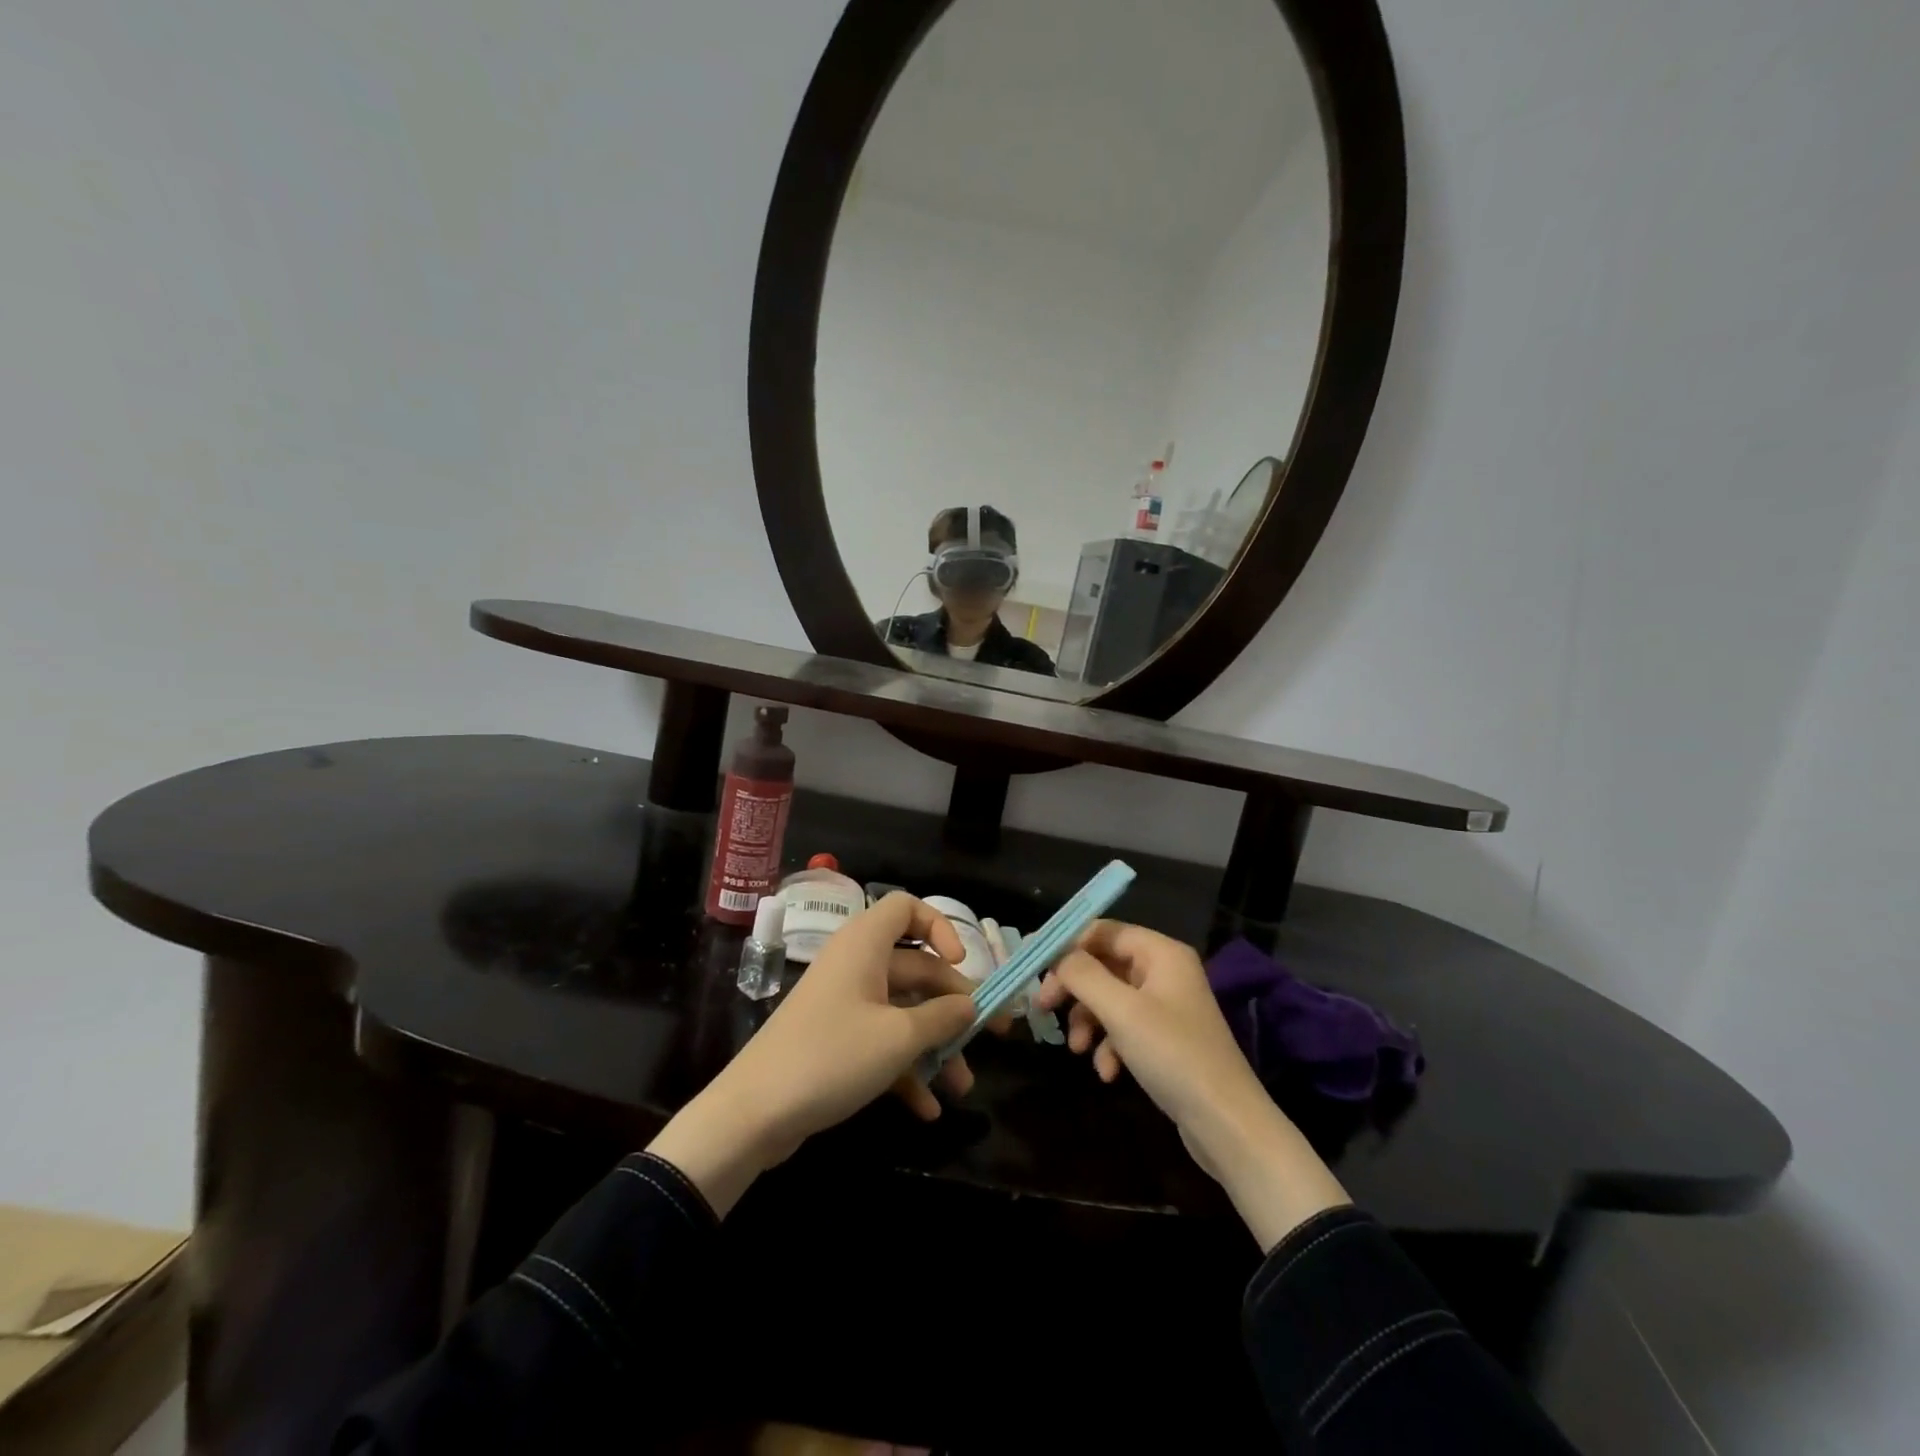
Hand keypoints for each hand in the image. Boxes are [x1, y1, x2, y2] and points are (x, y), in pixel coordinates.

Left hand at [648, 893, 979, 1214]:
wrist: (753, 1113)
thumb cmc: (831, 1057)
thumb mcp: (898, 1038)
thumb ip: (942, 1018)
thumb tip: (971, 1004)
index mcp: (866, 945)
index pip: (906, 908)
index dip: (940, 927)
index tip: (964, 963)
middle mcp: (856, 966)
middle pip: (916, 968)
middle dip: (954, 1005)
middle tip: (994, 1035)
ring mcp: (845, 1005)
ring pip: (903, 1012)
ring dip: (935, 1046)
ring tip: (962, 1088)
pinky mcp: (836, 1041)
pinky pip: (882, 1043)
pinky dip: (906, 1069)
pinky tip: (928, 1108)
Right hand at [1035, 921, 1349, 1249]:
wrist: (1226, 1124)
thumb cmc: (1173, 1055)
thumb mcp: (1121, 1011)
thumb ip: (1083, 975)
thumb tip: (1057, 955)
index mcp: (1161, 952)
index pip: (1104, 930)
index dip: (1067, 943)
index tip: (1034, 964)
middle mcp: (1164, 971)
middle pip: (1104, 964)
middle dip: (1074, 988)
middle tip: (1043, 1007)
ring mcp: (1166, 1007)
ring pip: (1109, 999)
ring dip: (1088, 1021)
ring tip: (1076, 1049)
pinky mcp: (1165, 1040)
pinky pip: (1125, 1029)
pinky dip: (1109, 1046)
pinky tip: (1107, 1073)